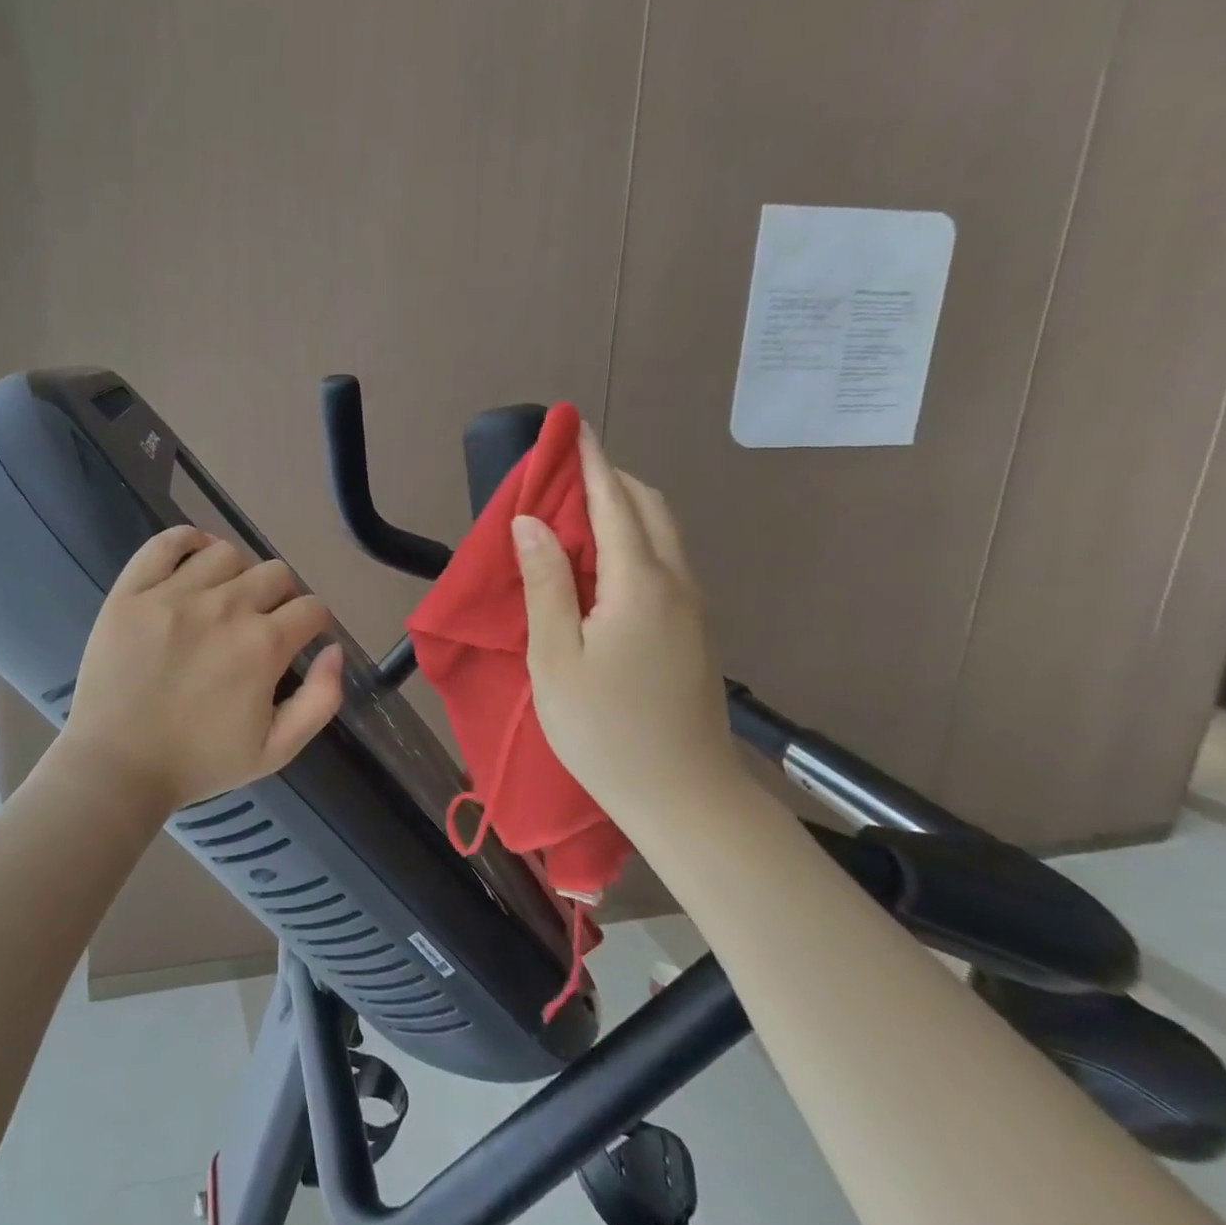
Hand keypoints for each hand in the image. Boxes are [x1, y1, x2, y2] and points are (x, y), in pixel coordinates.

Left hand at [57, 526, 345, 817]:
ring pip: (227, 553)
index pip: (311, 608)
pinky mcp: (132, 591)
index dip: (313, 623)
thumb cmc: (198, 763)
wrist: (116, 767)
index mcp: (263, 645)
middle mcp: (225, 607)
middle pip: (275, 573)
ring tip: (224, 598)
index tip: (299, 638)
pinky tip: (193, 560)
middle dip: (280, 597)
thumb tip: (334, 649)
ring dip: (237, 573)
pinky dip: (187, 541)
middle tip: (261, 623)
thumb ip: (321, 701)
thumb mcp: (276, 750)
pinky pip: (166, 542)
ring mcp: (173, 594)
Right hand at [513, 430, 740, 820]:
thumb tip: (531, 522)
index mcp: (640, 584)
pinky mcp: (694, 632)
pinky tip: (603, 564)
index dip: (592, 463)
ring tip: (578, 513)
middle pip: (651, 509)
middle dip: (612, 479)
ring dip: (625, 509)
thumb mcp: (556, 658)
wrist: (684, 797)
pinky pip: (664, 563)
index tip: (574, 428)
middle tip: (568, 474)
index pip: (615, 503)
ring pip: (663, 536)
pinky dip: (635, 541)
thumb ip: (546, 584)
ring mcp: (692, 609)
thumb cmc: (605, 729)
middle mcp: (676, 584)